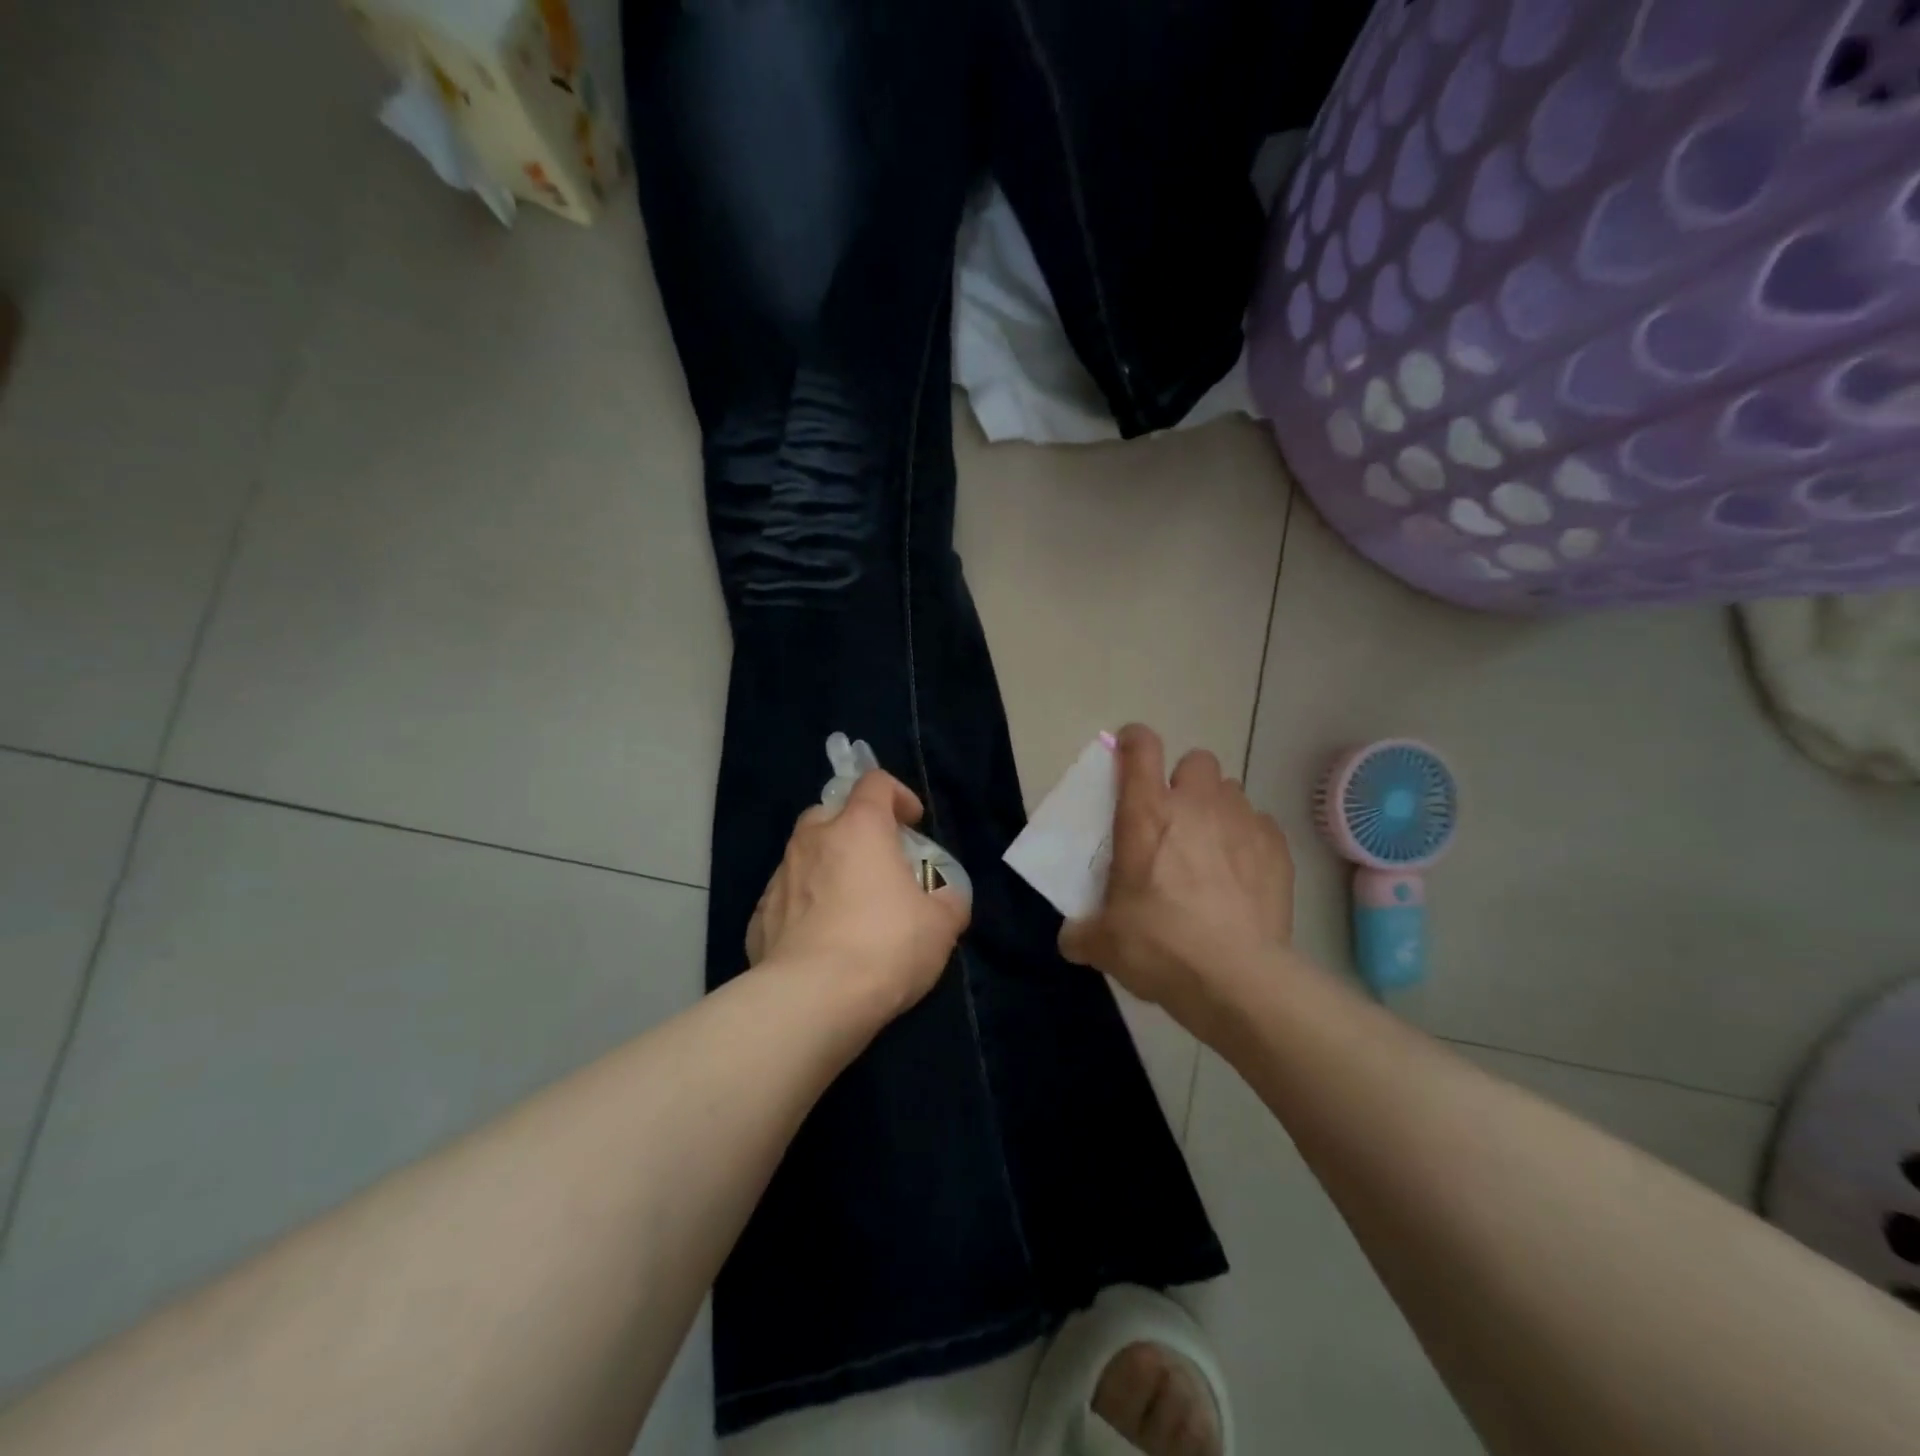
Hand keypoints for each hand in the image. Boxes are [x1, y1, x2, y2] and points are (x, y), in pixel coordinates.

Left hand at [747, 769, 969, 1019]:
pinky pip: (787, 898)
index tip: (913, 823)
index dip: (898, 795)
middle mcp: (813, 841)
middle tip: (877, 862)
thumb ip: (949, 901)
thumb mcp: (941, 926)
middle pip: (831, 813)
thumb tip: (946, 899)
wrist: (811, 1000)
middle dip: (854, 828)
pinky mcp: (759, 916)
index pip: (875, 783)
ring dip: (827, 867)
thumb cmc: (884, 947)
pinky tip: (819, 940)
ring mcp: (780, 878)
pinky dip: (804, 906)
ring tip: (848, 906)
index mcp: (858, 828)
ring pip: (804, 855)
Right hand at [1060, 724, 1292, 1033]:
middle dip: (1185, 780)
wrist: (1236, 979)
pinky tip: (1242, 874)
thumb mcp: (1104, 943)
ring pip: (1231, 791)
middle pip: (1197, 760)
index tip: (1127, 753)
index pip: (1140, 747)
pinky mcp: (1277, 850)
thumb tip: (1072, 938)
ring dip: (1217, 809)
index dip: (1133, 741)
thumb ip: (1082, 932)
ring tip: (1211, 848)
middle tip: (1174, 818)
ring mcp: (1242, 823)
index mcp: (1146, 814)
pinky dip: (1249, 840)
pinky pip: (1261, 826)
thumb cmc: (1159, 946)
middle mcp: (1196, 805)